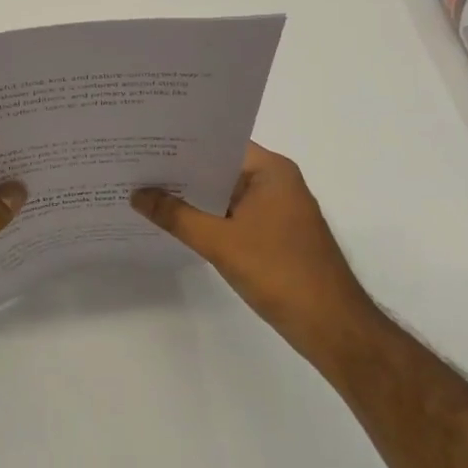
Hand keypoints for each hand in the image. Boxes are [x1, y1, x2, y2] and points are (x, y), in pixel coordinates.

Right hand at [131, 143, 376, 358]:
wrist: (332, 326)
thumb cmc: (279, 272)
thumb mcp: (219, 242)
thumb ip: (176, 215)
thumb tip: (136, 194)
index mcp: (271, 170)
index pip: (219, 143)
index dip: (182, 142)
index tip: (145, 140)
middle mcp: (276, 182)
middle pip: (220, 167)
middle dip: (181, 170)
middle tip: (136, 164)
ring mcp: (277, 210)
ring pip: (225, 194)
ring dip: (193, 197)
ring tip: (145, 190)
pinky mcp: (274, 235)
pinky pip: (233, 215)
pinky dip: (208, 218)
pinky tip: (175, 222)